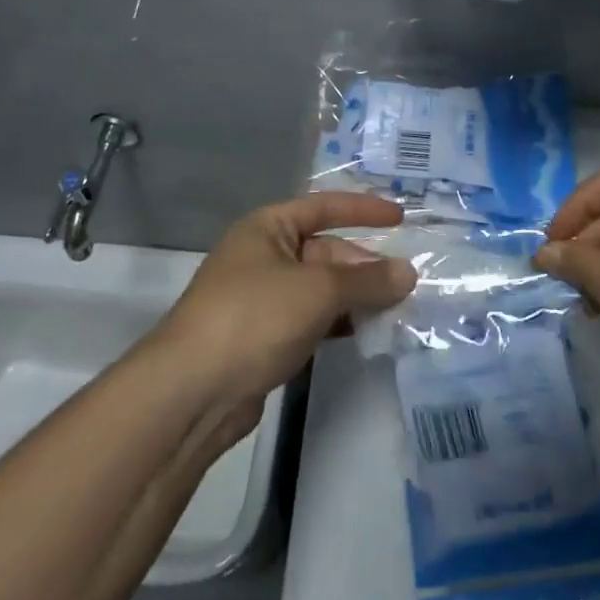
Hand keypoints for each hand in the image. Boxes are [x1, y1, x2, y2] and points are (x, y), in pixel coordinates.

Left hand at [157, 193, 416, 406]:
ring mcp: (261, 299)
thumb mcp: (318, 289)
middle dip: (364, 264)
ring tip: (395, 309)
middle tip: (406, 282)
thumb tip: (408, 272)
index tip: (401, 219)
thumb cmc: (254, 317)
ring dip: (355, 297)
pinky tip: (363, 334)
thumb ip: (366, 280)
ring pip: (319, 288)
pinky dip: (337, 322)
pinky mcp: (262, 338)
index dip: (363, 210)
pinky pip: (310, 319)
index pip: (323, 207)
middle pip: (324, 251)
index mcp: (267, 228)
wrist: (192, 392)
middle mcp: (263, 256)